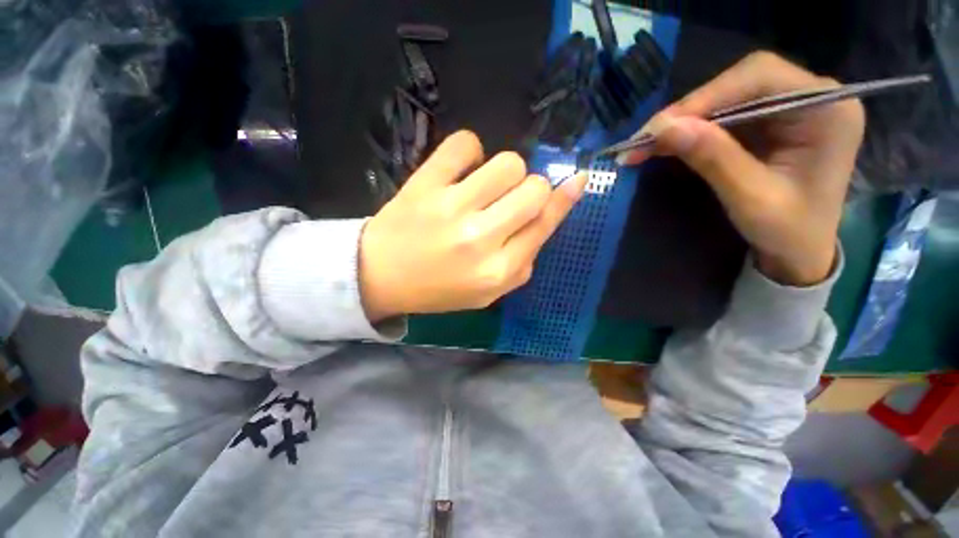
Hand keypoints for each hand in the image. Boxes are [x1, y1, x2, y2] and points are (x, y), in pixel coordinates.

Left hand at [359, 131, 587, 320]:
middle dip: (531, 190)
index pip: (544, 224)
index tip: (577, 179)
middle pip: (533, 188)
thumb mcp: (488, 292)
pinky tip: (461, 170)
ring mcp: (451, 207)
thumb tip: (547, 218)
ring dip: (505, 172)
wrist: (381, 276)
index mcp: (497, 271)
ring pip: (507, 163)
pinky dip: (469, 151)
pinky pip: (463, 144)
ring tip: (484, 187)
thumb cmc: (438, 289)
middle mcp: (480, 238)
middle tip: (508, 200)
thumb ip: (523, 263)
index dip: (565, 200)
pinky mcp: (425, 184)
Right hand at [619, 52, 864, 285]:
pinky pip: (723, 116)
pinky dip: (690, 130)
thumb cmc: (788, 231)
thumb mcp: (750, 198)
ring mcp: (789, 108)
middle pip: (740, 82)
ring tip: (645, 145)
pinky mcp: (769, 123)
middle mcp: (812, 97)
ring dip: (683, 121)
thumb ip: (713, 158)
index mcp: (827, 110)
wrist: (799, 252)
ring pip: (726, 96)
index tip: (658, 128)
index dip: (704, 97)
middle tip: (645, 137)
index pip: (760, 77)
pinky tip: (665, 144)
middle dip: (689, 109)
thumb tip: (664, 128)